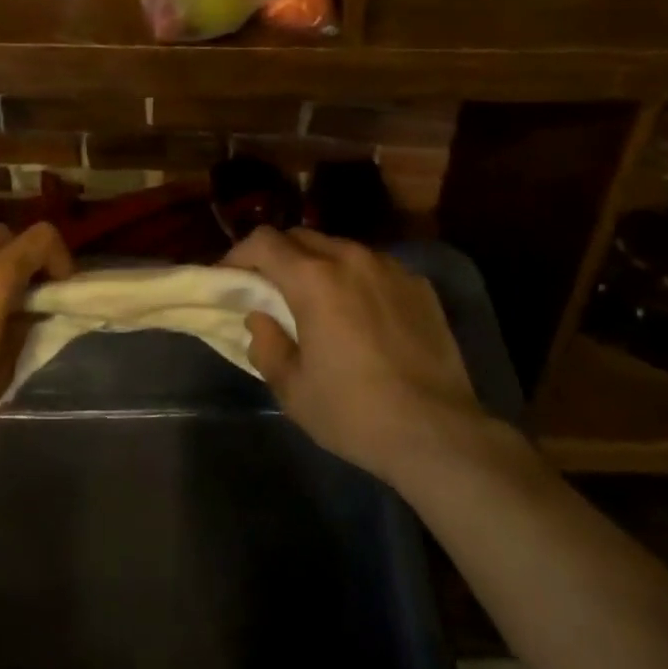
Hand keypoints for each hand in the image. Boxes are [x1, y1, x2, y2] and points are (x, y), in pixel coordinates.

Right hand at [223, 227, 494, 485]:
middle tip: (269, 290)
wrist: (438, 432)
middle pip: (302, 237)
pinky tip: (362, 315)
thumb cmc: (355, 412)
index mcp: (314, 278)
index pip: (264, 242)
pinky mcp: (419, 285)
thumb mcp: (293, 389)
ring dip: (319, 265)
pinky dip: (356, 279)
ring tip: (318, 301)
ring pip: (340, 248)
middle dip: (278, 256)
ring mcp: (390, 268)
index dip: (239, 254)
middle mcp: (352, 258)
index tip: (229, 278)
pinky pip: (375, 268)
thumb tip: (260, 318)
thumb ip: (266, 345)